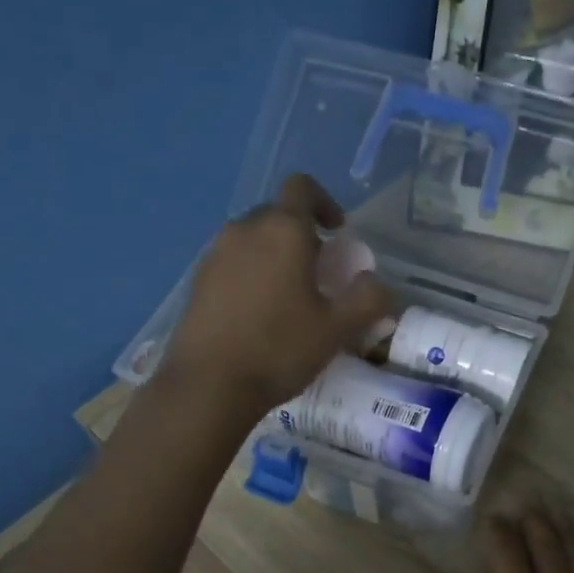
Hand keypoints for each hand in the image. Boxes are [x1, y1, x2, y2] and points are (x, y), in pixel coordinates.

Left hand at [167, 174, 394, 415]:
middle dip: (301, 235)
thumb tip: (376, 283)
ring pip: (252, 240)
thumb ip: (367, 299)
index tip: (337, 231)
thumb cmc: (280, 349)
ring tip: (289, 297)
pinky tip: (258, 314)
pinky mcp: (197, 280)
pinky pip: (231, 263)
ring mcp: (214, 254)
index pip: (302, 188)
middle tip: (319, 272)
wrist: (210, 384)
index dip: (324, 202)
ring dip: (274, 255)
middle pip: (277, 214)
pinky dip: (250, 274)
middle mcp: (244, 230)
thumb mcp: (337, 329)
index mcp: (282, 230)